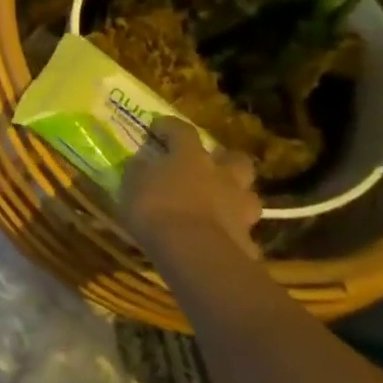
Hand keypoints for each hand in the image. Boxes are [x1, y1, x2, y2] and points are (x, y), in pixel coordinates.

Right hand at [118, 116, 262, 260]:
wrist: (195, 255)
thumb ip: (141, 170)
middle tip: (209, 167)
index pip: (182, 130)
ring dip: (235, 197)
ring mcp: (240, 209)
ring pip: (247, 196)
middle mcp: (222, 177)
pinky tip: (218, 240)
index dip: (169, 127)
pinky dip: (232, 233)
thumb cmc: (157, 209)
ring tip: (219, 205)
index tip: (157, 128)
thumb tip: (142, 162)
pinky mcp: (248, 241)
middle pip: (236, 159)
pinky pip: (241, 232)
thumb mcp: (133, 184)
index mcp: (191, 157)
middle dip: (225, 161)